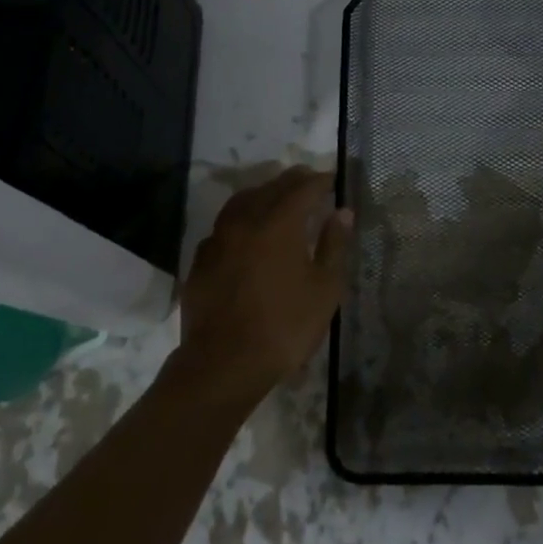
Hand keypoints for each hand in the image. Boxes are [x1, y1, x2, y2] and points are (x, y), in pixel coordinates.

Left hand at [172, 167, 350, 406]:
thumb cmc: (284, 326)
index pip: (303, 188)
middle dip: (292, 181)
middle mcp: (246, 221)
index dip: (319, 181)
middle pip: (270, 188)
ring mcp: (218, 239)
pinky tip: (245, 233)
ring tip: (276, 198)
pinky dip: (240, 220)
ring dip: (262, 193)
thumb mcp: (324, 289)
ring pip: (241, 202)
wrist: (223, 364)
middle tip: (308, 181)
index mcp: (279, 223)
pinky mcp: (201, 261)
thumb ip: (334, 245)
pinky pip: (223, 227)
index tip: (332, 179)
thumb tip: (342, 212)